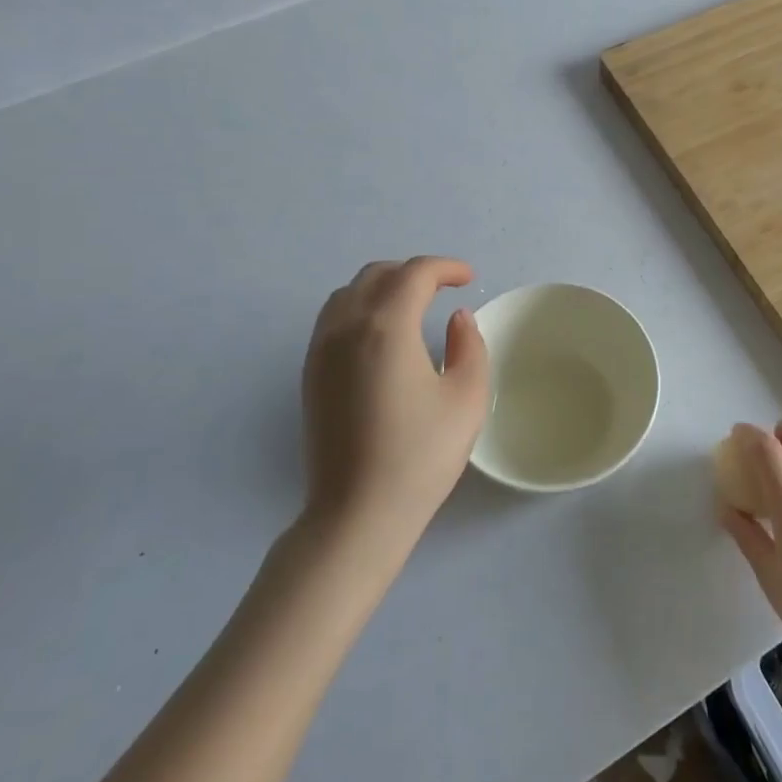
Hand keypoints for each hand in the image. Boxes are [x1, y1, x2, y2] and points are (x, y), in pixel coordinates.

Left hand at [300, 257, 489, 552]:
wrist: (357, 513)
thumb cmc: (420, 456)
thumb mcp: (467, 399)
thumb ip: (470, 346)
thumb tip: (456, 318)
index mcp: (386, 328)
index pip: (415, 274)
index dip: (446, 267)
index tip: (469, 278)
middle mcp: (346, 328)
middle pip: (376, 275)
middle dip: (413, 272)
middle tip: (444, 288)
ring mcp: (320, 351)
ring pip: (348, 294)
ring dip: (383, 287)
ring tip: (413, 305)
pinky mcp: (310, 375)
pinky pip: (333, 319)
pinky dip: (360, 308)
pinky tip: (382, 335)